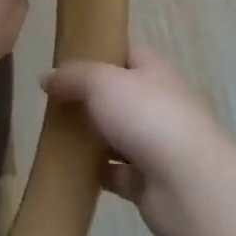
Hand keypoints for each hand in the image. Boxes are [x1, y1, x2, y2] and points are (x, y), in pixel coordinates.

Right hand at [42, 45, 235, 235]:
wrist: (188, 184)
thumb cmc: (147, 116)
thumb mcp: (102, 81)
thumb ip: (73, 77)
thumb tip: (47, 78)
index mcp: (153, 70)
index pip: (125, 51)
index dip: (98, 51)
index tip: (65, 59)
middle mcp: (158, 102)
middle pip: (118, 94)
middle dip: (88, 98)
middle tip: (52, 101)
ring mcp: (155, 143)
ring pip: (116, 135)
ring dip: (91, 137)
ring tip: (54, 135)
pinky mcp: (149, 182)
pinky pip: (116, 173)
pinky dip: (96, 173)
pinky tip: (70, 171)